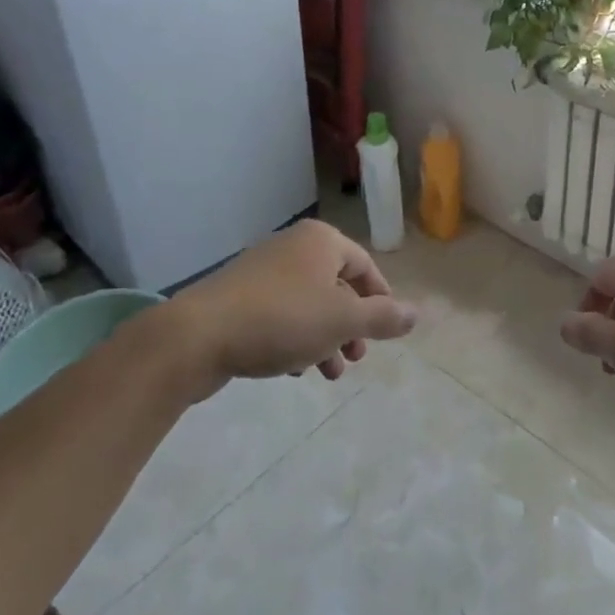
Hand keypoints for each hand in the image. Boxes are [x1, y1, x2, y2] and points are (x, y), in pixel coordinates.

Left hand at [127, 220, 416, 394]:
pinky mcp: (237, 297)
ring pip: (308, 305)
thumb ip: (383, 317)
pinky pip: (280, 315)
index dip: (379, 299)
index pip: (364, 266)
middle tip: (356, 357)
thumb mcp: (343, 320)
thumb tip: (417, 314)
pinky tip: (293, 370)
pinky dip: (294, 339)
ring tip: (328, 373)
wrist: (197, 336)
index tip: (384, 332)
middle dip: (351, 325)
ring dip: (325, 338)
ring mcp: (262, 271)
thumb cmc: (282, 320)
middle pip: (336, 286)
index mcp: (321, 242)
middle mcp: (292, 247)